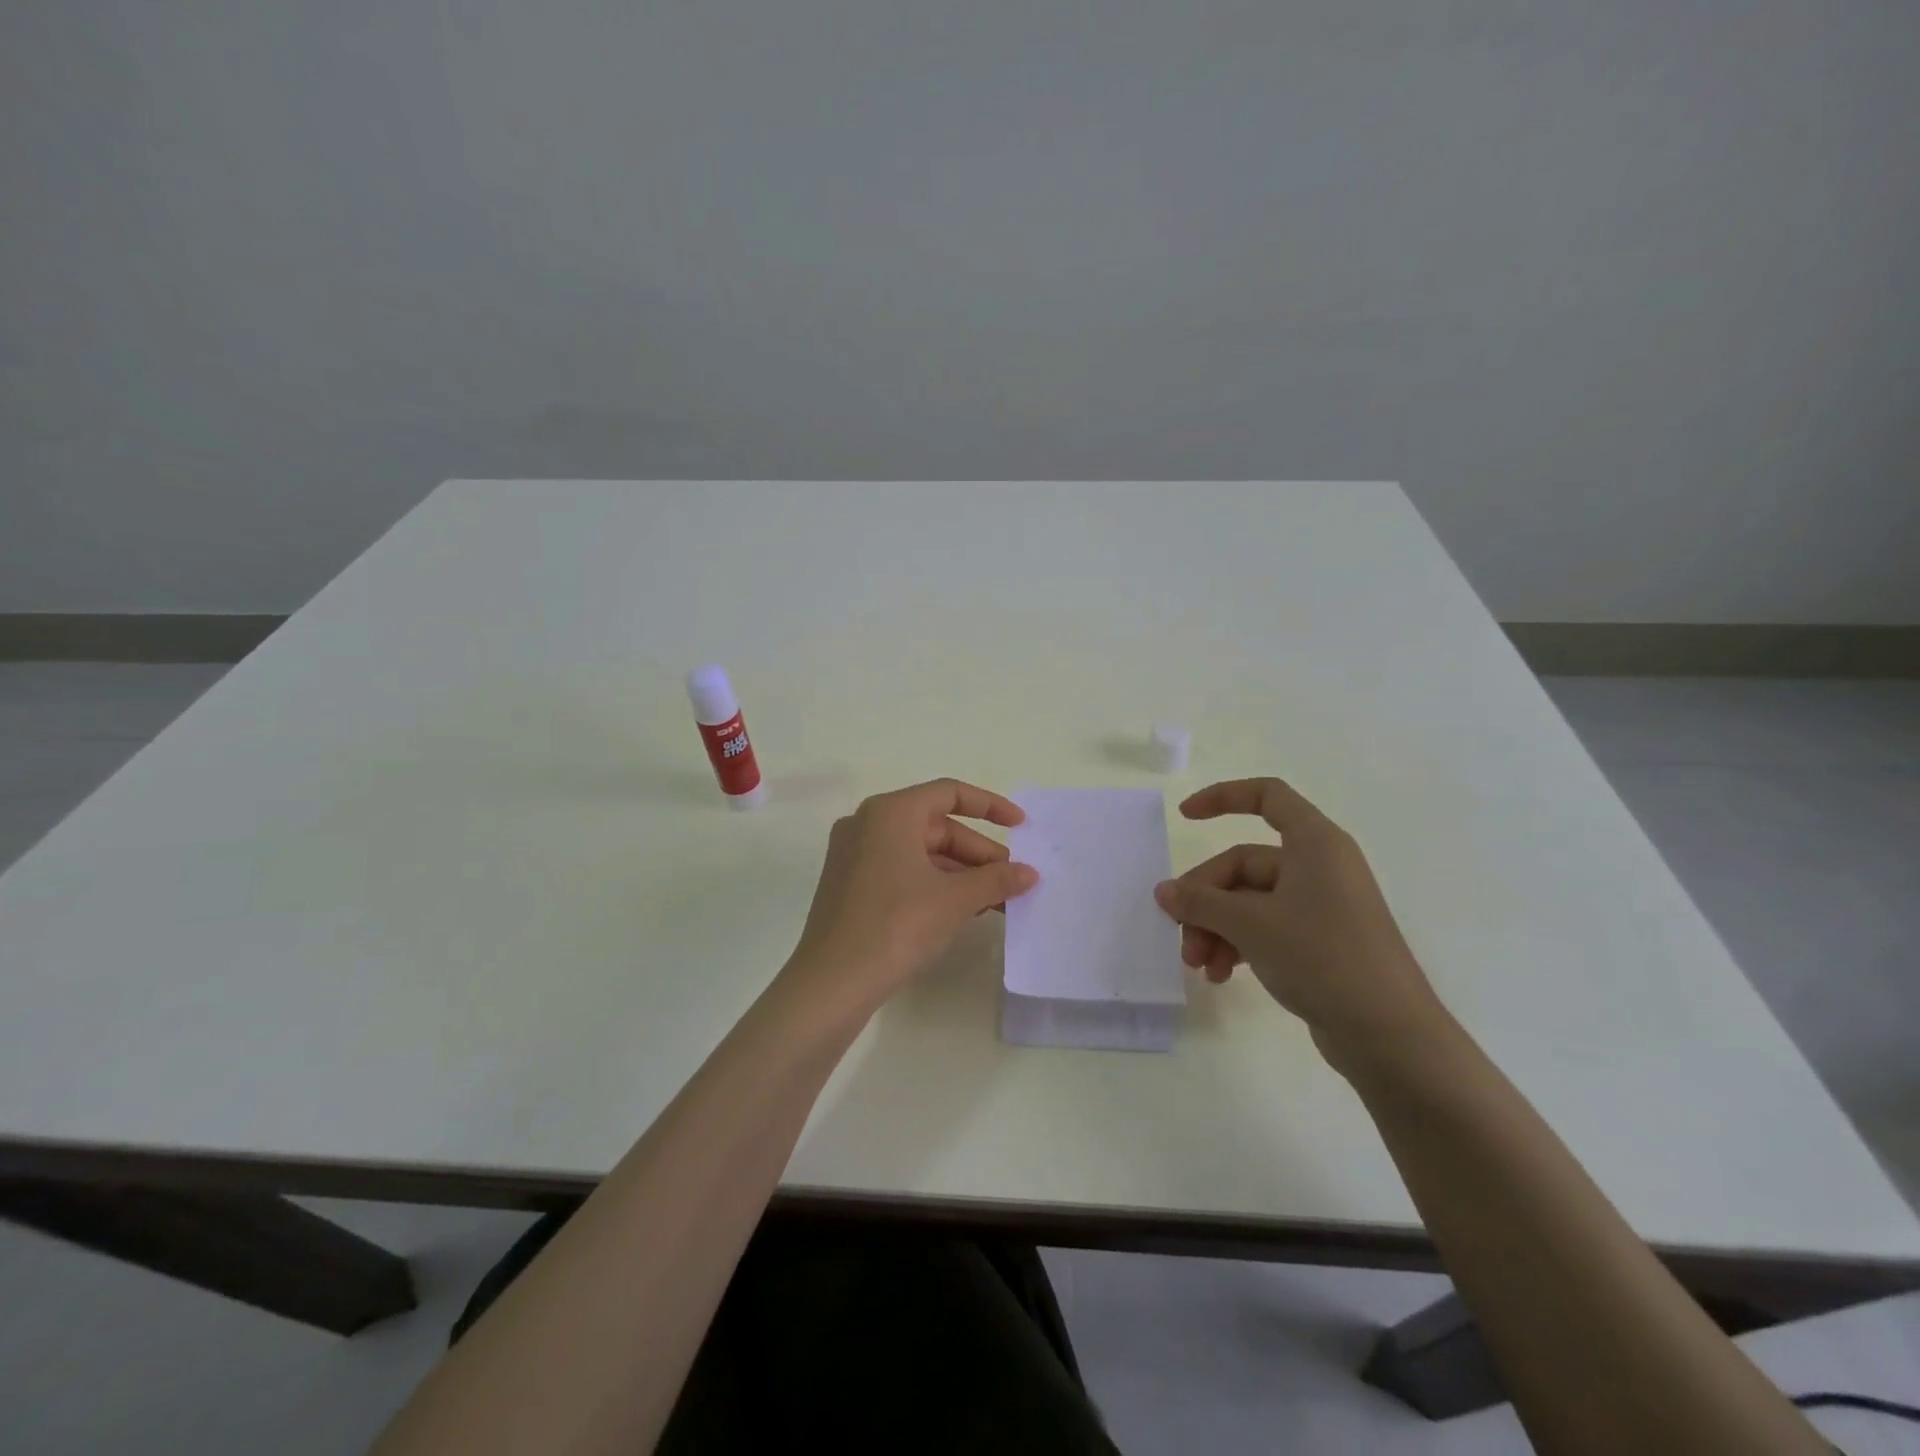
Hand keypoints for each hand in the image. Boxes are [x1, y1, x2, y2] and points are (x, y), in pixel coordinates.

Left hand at [781, 778, 1038, 1015]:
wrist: (832, 984)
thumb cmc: (896, 926)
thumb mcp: (955, 900)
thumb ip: (996, 880)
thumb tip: (1030, 873)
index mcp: (890, 812)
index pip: (949, 793)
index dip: (990, 805)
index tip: (1021, 826)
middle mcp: (868, 824)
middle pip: (936, 826)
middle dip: (978, 853)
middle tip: (1012, 881)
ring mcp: (854, 855)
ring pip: (920, 852)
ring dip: (961, 873)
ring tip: (996, 902)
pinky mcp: (850, 884)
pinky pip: (902, 870)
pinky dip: (934, 884)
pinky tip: (962, 910)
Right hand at [1152, 777, 1446, 1071]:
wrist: (1390, 1036)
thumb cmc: (1323, 957)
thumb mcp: (1251, 925)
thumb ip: (1201, 903)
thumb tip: (1163, 892)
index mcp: (1314, 844)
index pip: (1267, 796)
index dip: (1223, 798)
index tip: (1184, 817)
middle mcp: (1318, 867)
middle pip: (1244, 864)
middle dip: (1206, 901)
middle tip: (1182, 936)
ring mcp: (1320, 906)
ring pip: (1249, 902)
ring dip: (1216, 929)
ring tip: (1199, 965)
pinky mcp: (1319, 942)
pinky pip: (1265, 928)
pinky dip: (1238, 945)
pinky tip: (1220, 975)